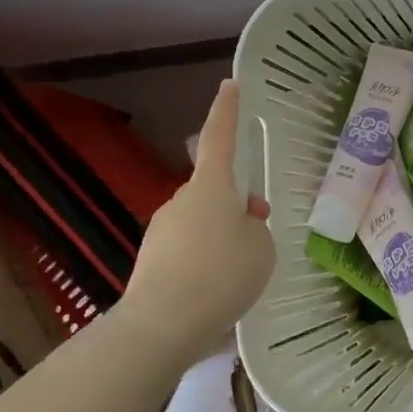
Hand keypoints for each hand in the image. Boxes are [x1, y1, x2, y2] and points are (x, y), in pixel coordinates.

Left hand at [119, 80, 274, 365]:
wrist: (161, 327)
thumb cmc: (221, 274)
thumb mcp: (261, 247)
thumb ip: (255, 229)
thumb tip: (237, 229)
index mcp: (211, 187)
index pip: (221, 138)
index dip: (228, 111)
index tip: (230, 85)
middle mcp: (182, 200)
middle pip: (215, 190)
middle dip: (236, 204)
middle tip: (258, 229)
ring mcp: (162, 231)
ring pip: (202, 222)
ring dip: (221, 236)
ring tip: (239, 273)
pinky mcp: (151, 261)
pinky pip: (188, 250)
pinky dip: (204, 262)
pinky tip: (215, 293)